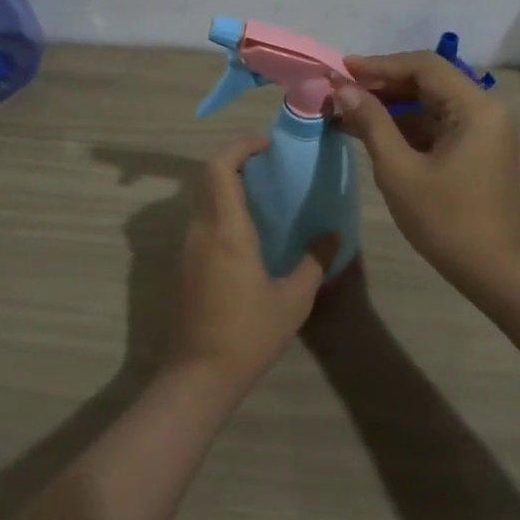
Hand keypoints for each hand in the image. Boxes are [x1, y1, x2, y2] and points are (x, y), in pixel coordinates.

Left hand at [170, 137, 337, 388]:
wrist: (199, 375)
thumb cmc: (247, 334)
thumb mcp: (292, 300)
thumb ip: (314, 262)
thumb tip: (333, 236)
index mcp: (226, 230)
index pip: (220, 168)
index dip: (240, 146)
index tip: (268, 145)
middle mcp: (201, 230)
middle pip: (208, 177)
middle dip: (237, 161)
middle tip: (271, 166)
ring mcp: (189, 247)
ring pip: (203, 198)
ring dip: (228, 185)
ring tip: (265, 193)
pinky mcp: (186, 264)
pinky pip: (203, 220)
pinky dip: (223, 208)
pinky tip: (251, 230)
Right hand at [331, 52, 519, 290]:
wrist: (492, 270)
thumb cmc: (445, 220)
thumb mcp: (399, 169)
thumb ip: (371, 122)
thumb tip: (343, 89)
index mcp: (475, 107)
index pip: (423, 66)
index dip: (379, 65)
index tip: (341, 70)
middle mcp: (484, 109)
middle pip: (427, 81)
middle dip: (381, 85)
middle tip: (339, 92)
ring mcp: (482, 130)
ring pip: (429, 103)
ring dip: (389, 106)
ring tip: (345, 112)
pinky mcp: (475, 149)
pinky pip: (435, 124)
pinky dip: (404, 126)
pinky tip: (369, 132)